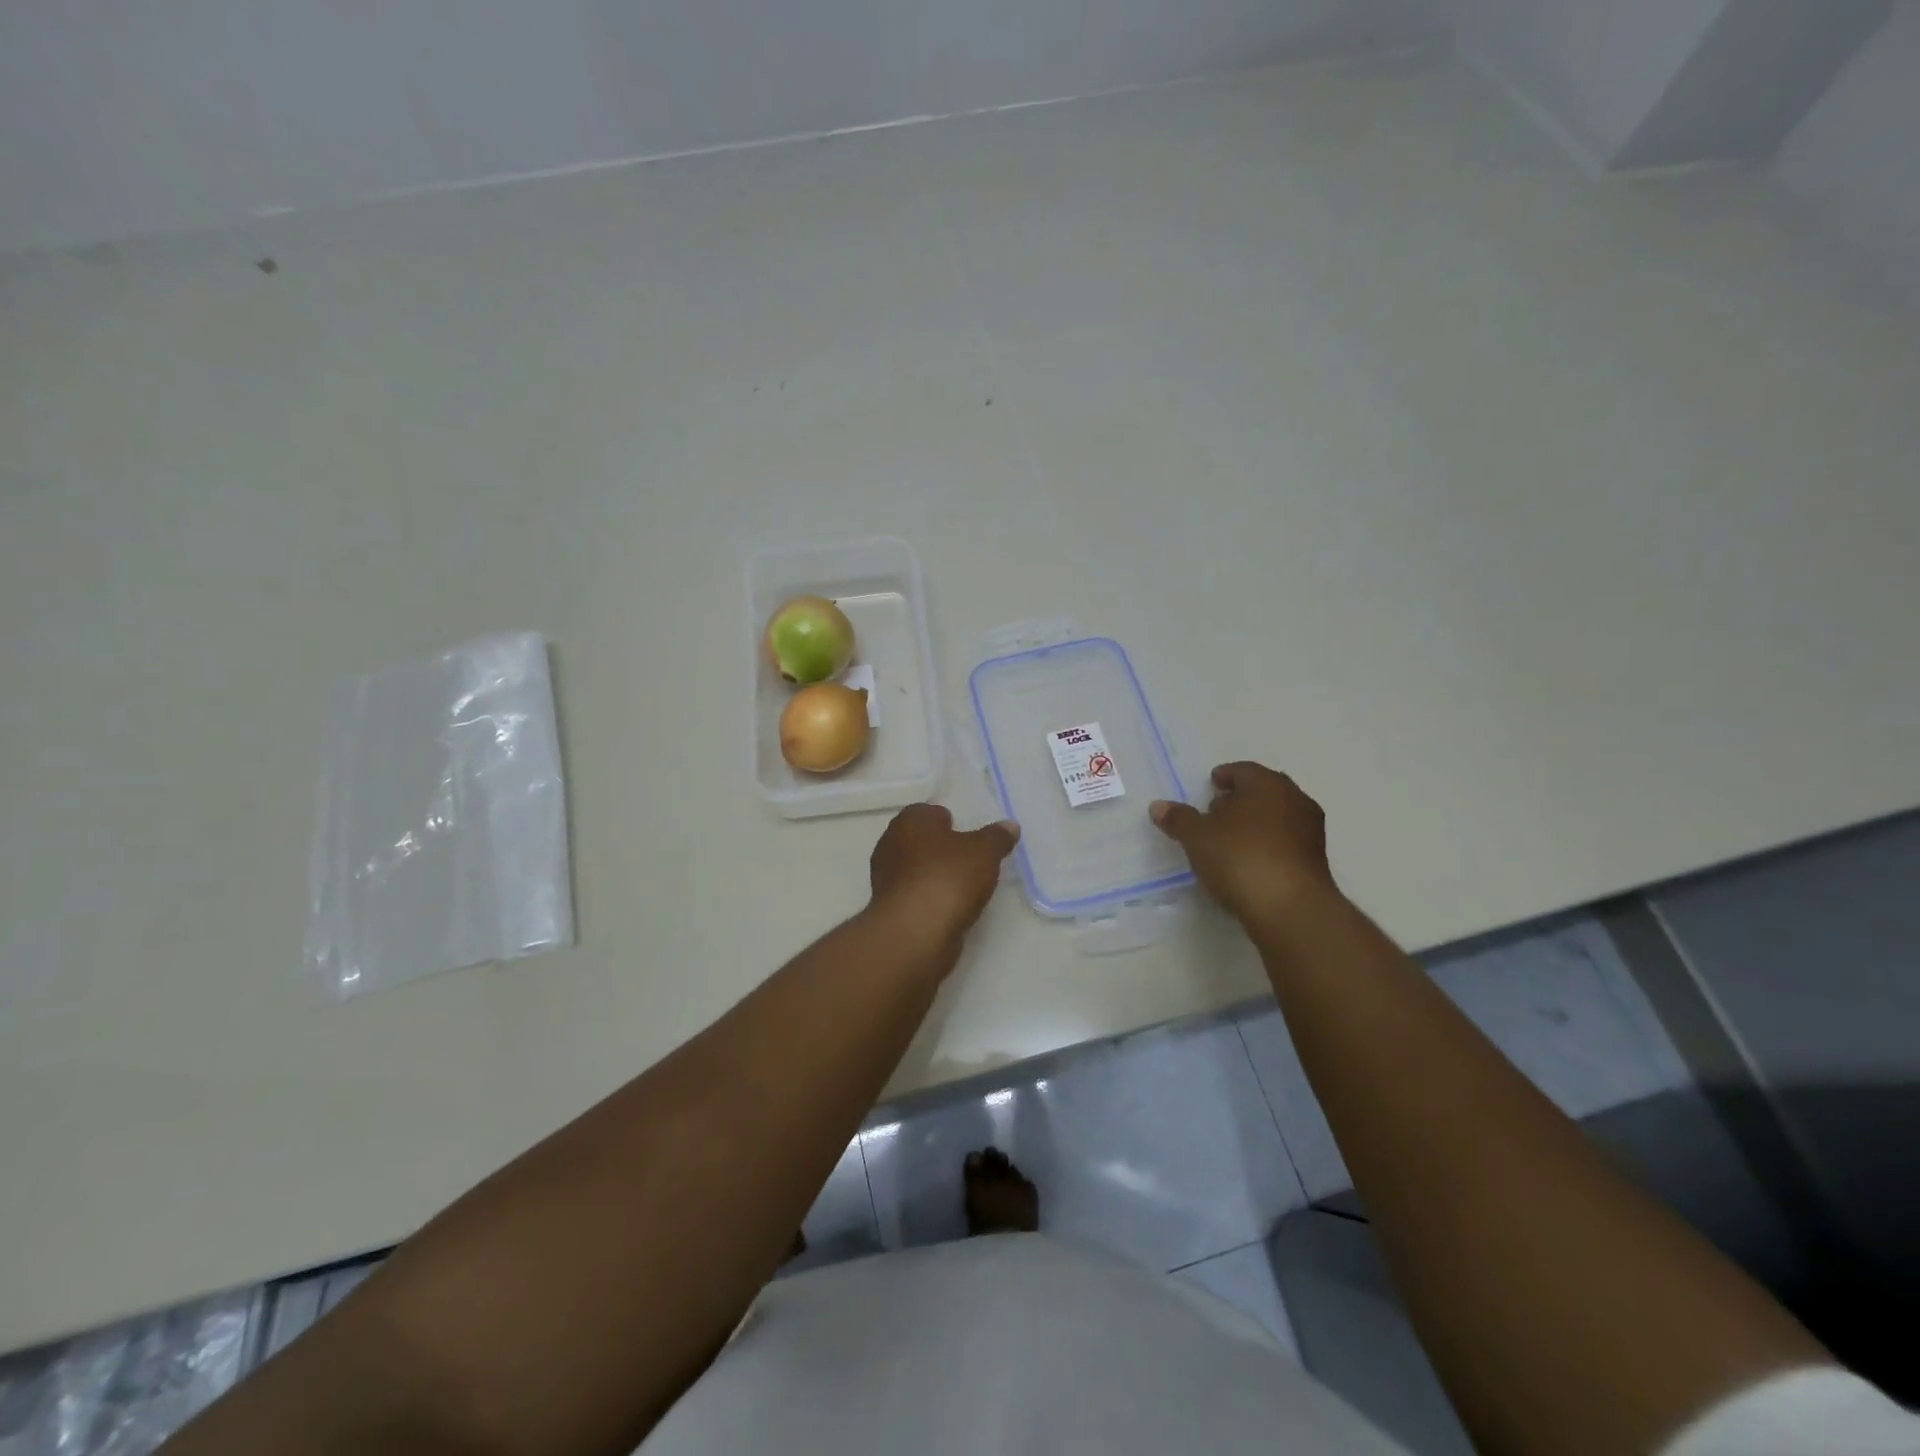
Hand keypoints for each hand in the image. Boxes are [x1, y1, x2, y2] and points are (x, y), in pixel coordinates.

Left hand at [868, 804, 1020, 949]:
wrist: (914, 933)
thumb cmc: (947, 878)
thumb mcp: (984, 852)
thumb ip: (997, 837)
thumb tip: (1009, 826)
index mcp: (909, 821)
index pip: (928, 812)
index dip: (949, 821)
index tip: (969, 836)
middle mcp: (890, 844)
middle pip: (921, 841)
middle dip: (942, 850)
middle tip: (970, 861)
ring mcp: (886, 879)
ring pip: (916, 870)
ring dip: (935, 877)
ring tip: (964, 889)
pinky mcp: (889, 910)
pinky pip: (915, 897)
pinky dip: (930, 900)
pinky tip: (950, 910)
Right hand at [1149, 763, 1336, 927]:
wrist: (1289, 908)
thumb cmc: (1240, 857)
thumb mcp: (1196, 837)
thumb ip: (1178, 819)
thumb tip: (1158, 806)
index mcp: (1267, 784)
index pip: (1244, 770)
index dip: (1225, 776)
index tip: (1211, 784)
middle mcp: (1295, 800)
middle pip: (1264, 791)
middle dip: (1241, 798)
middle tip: (1217, 809)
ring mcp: (1310, 831)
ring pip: (1278, 816)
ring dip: (1256, 822)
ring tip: (1230, 838)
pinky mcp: (1316, 861)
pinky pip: (1286, 842)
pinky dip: (1268, 844)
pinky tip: (1249, 860)